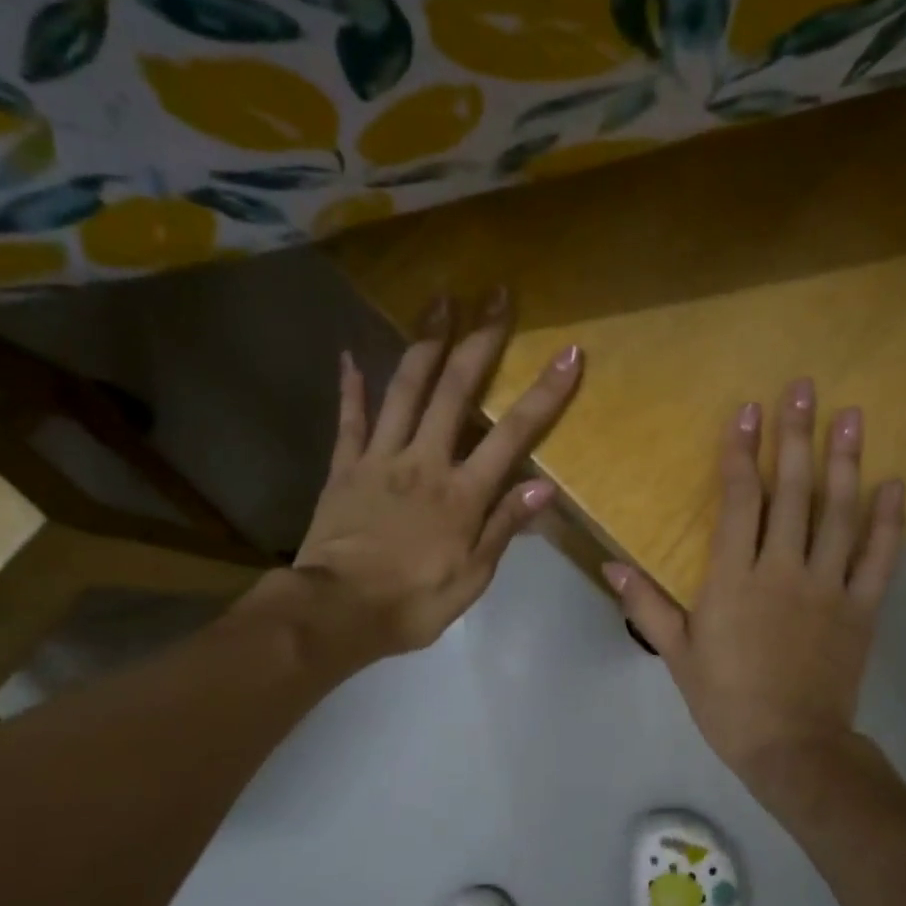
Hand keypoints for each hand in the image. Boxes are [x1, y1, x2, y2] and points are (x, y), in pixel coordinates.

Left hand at [273, 286, 580, 662]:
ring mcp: (380, 459)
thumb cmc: (412, 602)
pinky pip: (349, 421)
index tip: (569, 352)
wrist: (336, 612)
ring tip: (438, 300)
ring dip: (424, 342)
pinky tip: (349, 356)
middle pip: (456, 390)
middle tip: (495, 293)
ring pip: (404, 388)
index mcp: (462, 492)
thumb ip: (504, 527)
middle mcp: (425, 461)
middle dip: (480, 339)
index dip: (545, 393)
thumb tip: (545, 487)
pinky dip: (350, 388)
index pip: (514, 434)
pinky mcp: (344, 468)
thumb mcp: (472, 577)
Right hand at [604, 379, 904, 800]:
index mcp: (734, 579)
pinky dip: (889, 520)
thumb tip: (610, 565)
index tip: (748, 411)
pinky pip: (880, 557)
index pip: (739, 501)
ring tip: (853, 416)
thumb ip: (646, 605)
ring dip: (846, 462)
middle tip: (805, 388)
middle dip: (797, 436)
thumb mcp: (677, 654)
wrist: (791, 746)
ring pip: (840, 514)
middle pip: (793, 493)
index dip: (742, 453)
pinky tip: (895, 483)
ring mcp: (829, 586)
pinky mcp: (862, 608)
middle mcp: (784, 570)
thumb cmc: (726, 699)